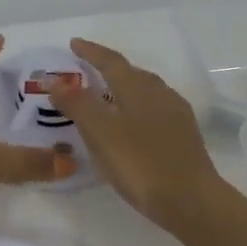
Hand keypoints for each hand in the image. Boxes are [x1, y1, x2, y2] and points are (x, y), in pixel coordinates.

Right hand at [49, 38, 223, 230]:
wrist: (192, 202)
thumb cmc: (141, 164)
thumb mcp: (101, 133)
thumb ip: (77, 104)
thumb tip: (55, 81)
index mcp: (138, 88)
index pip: (111, 61)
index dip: (91, 52)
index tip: (74, 43)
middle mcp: (160, 94)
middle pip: (132, 73)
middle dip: (109, 68)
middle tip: (88, 71)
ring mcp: (177, 116)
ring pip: (146, 92)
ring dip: (124, 89)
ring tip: (108, 98)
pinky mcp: (185, 138)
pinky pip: (155, 111)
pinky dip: (137, 110)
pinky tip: (133, 127)